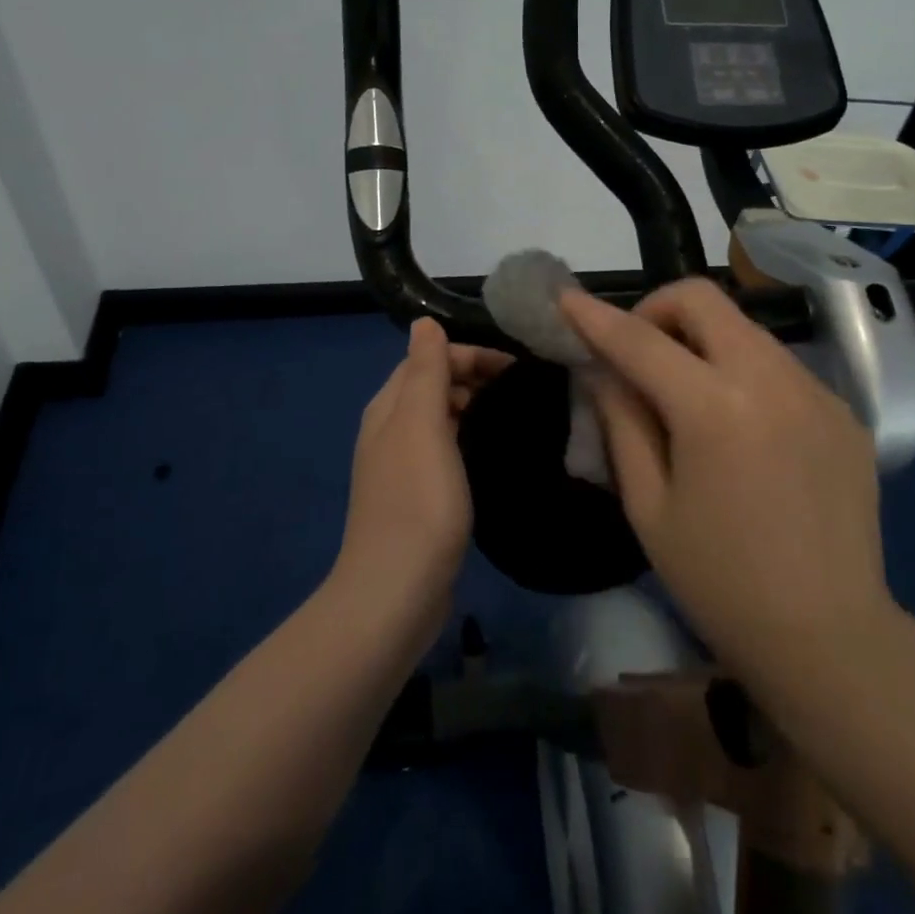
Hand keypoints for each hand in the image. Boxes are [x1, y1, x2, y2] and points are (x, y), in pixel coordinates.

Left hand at [334, 318, 511, 649]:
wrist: (396, 591)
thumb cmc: (417, 501)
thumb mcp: (422, 425)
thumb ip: (425, 371)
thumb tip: (424, 322)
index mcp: (389, 407)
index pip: (430, 358)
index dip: (471, 354)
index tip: (518, 367)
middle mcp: (391, 429)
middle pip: (434, 385)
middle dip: (476, 377)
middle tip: (525, 389)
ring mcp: (403, 465)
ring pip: (442, 417)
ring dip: (475, 406)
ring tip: (517, 413)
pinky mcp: (419, 496)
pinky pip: (447, 449)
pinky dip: (470, 437)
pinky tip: (494, 449)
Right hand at [560, 280, 892, 696]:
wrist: (831, 639)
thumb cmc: (720, 582)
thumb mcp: (649, 506)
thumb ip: (622, 422)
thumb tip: (602, 369)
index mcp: (715, 409)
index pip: (640, 340)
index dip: (594, 316)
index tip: (564, 298)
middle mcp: (771, 380)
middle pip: (703, 299)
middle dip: (656, 310)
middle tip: (637, 353)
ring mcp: (816, 390)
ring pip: (743, 326)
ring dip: (701, 339)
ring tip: (686, 392)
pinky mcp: (843, 409)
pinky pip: (778, 363)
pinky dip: (742, 371)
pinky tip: (739, 426)